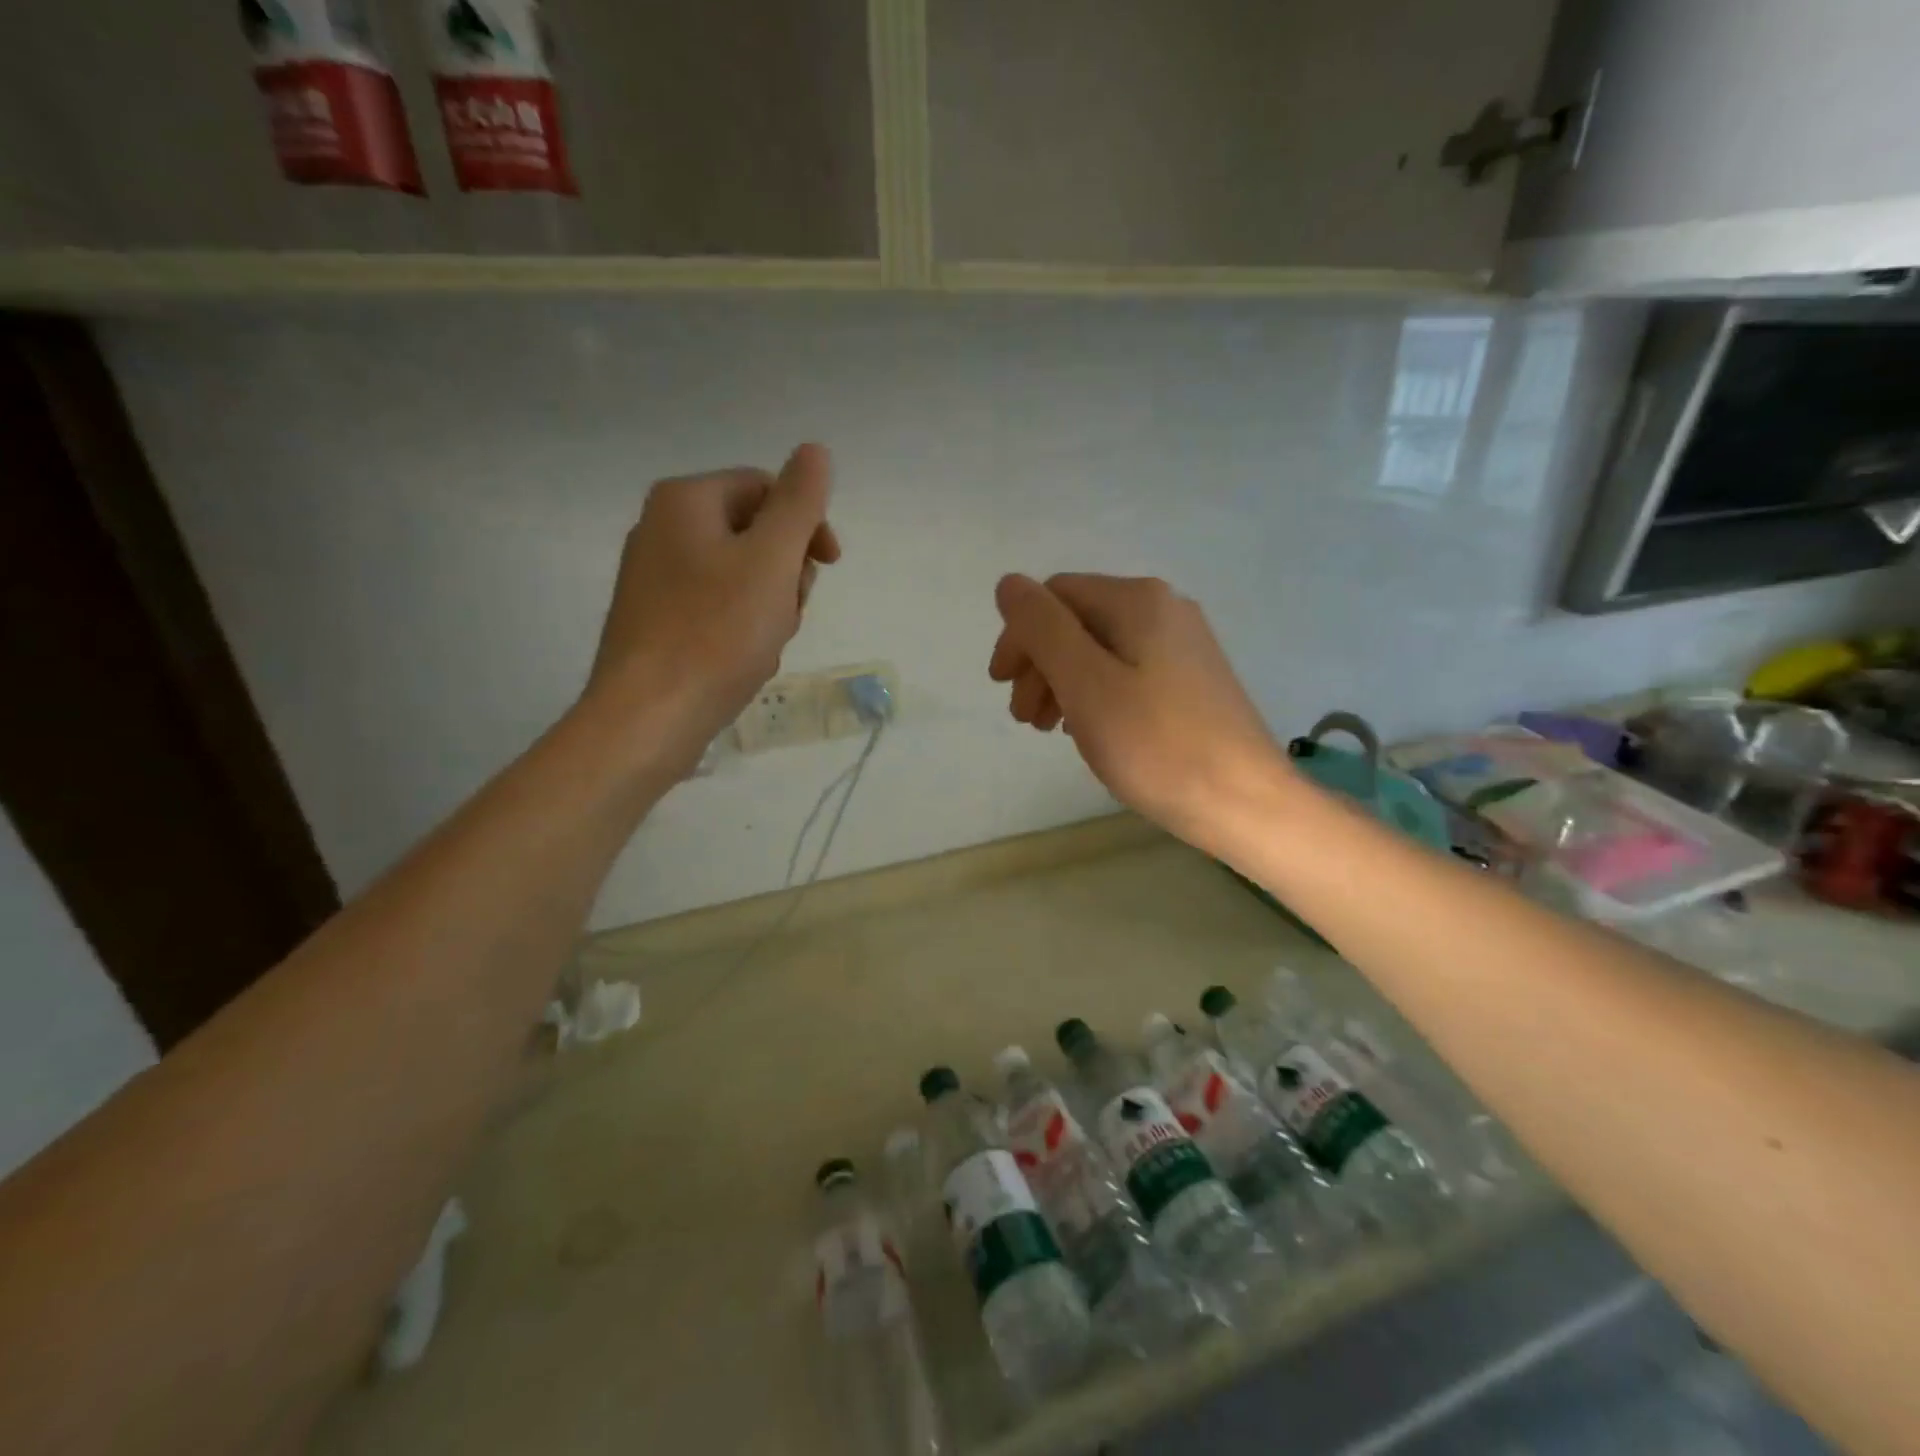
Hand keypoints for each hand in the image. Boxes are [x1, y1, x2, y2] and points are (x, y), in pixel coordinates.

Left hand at [584, 444, 839, 774]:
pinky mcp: (657, 619)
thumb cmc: (716, 633)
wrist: (649, 716)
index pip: (766, 488)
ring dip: (770, 604)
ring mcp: (655, 576)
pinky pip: (717, 608)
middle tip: (788, 612)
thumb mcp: (772, 559)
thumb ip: (799, 502)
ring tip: (766, 643)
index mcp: (686, 500)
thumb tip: (815, 450)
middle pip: (755, 532)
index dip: (807, 523)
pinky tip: (744, 659)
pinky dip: (742, 627)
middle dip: (786, 571)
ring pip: (741, 575)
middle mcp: (662, 528)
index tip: (828, 566)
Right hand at [988, 573, 1289, 849]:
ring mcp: (1182, 645)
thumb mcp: (1085, 683)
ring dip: (1062, 681)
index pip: (1054, 598)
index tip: (1002, 688)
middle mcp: (1163, 609)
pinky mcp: (1191, 680)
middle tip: (1025, 719)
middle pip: (1077, 621)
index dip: (1019, 637)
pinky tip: (1089, 728)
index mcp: (1137, 601)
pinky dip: (1095, 694)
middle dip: (1040, 663)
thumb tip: (1009, 583)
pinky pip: (1126, 672)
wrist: (1245, 802)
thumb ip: (1042, 628)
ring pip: (1100, 649)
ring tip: (1050, 728)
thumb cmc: (1156, 745)